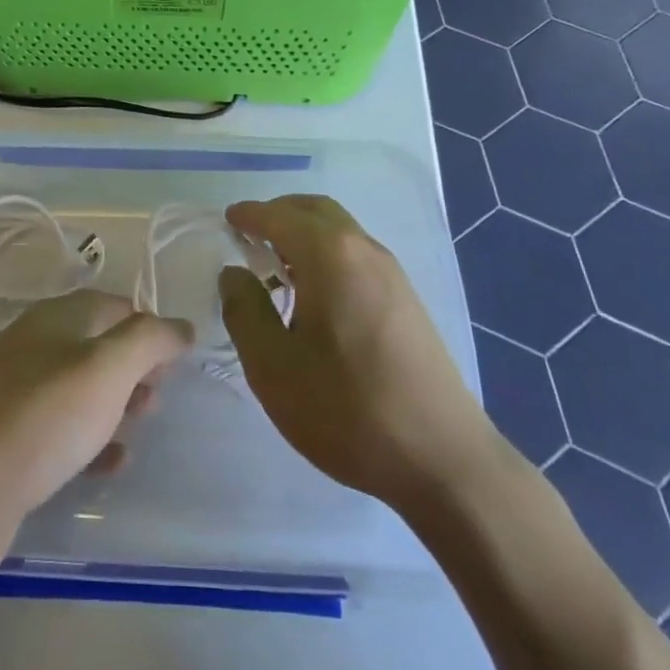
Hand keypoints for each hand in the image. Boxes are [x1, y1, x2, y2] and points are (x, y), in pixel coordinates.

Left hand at [0, 291, 192, 585]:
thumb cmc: (41, 416)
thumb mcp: (107, 368)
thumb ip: (149, 340)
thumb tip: (182, 325)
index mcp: (56, 318)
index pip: (113, 305)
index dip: (148, 326)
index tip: (177, 361)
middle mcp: (36, 348)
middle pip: (97, 346)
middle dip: (135, 368)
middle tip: (159, 398)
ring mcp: (19, 396)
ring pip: (81, 390)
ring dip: (116, 404)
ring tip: (142, 426)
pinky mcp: (12, 444)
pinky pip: (63, 433)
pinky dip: (92, 442)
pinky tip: (112, 464)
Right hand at [220, 195, 497, 510]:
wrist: (442, 460)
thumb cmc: (347, 410)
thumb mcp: (273, 367)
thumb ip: (245, 311)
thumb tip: (234, 273)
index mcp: (329, 255)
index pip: (279, 216)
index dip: (249, 215)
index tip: (227, 219)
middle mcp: (363, 249)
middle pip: (314, 210)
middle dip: (278, 213)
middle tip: (248, 236)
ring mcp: (392, 273)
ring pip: (339, 230)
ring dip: (304, 233)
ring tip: (275, 266)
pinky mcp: (407, 299)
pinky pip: (356, 254)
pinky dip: (326, 252)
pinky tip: (313, 293)